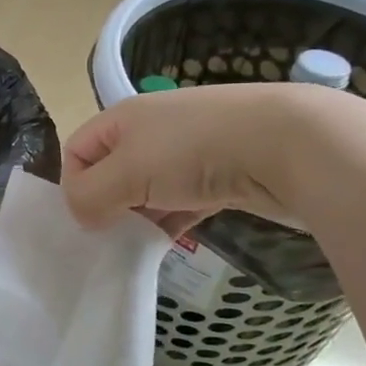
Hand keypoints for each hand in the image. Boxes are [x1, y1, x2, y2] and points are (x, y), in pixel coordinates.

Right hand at [62, 82, 312, 234]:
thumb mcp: (127, 172)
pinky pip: (184, 200)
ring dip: (141, 217)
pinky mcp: (222, 174)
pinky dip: (173, 220)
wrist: (291, 143)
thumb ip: (90, 196)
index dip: (74, 184)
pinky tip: (173, 243)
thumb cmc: (194, 151)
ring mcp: (190, 151)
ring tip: (141, 246)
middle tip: (112, 238)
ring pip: (149, 189)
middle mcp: (152, 130)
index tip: (88, 218)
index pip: (78, 150)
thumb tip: (81, 215)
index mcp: (123, 119)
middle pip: (112, 171)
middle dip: (108, 205)